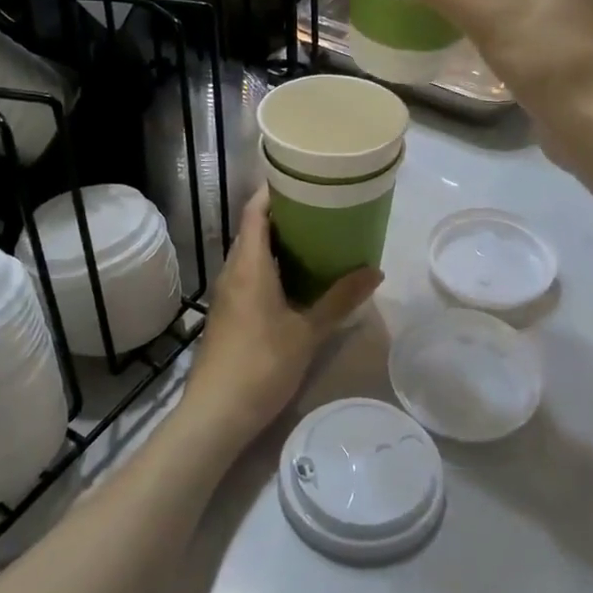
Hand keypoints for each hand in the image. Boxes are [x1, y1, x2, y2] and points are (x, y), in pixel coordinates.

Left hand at [179, 190, 380, 448]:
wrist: (216, 412)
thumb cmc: (262, 365)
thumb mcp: (307, 332)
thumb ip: (340, 299)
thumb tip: (375, 272)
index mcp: (249, 265)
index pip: (255, 211)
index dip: (275, 191)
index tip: (303, 180)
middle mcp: (233, 271)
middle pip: (254, 230)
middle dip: (284, 216)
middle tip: (322, 209)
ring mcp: (227, 294)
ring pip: (251, 255)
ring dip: (278, 244)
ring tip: (316, 239)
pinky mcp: (227, 314)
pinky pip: (249, 275)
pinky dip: (271, 267)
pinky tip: (296, 280)